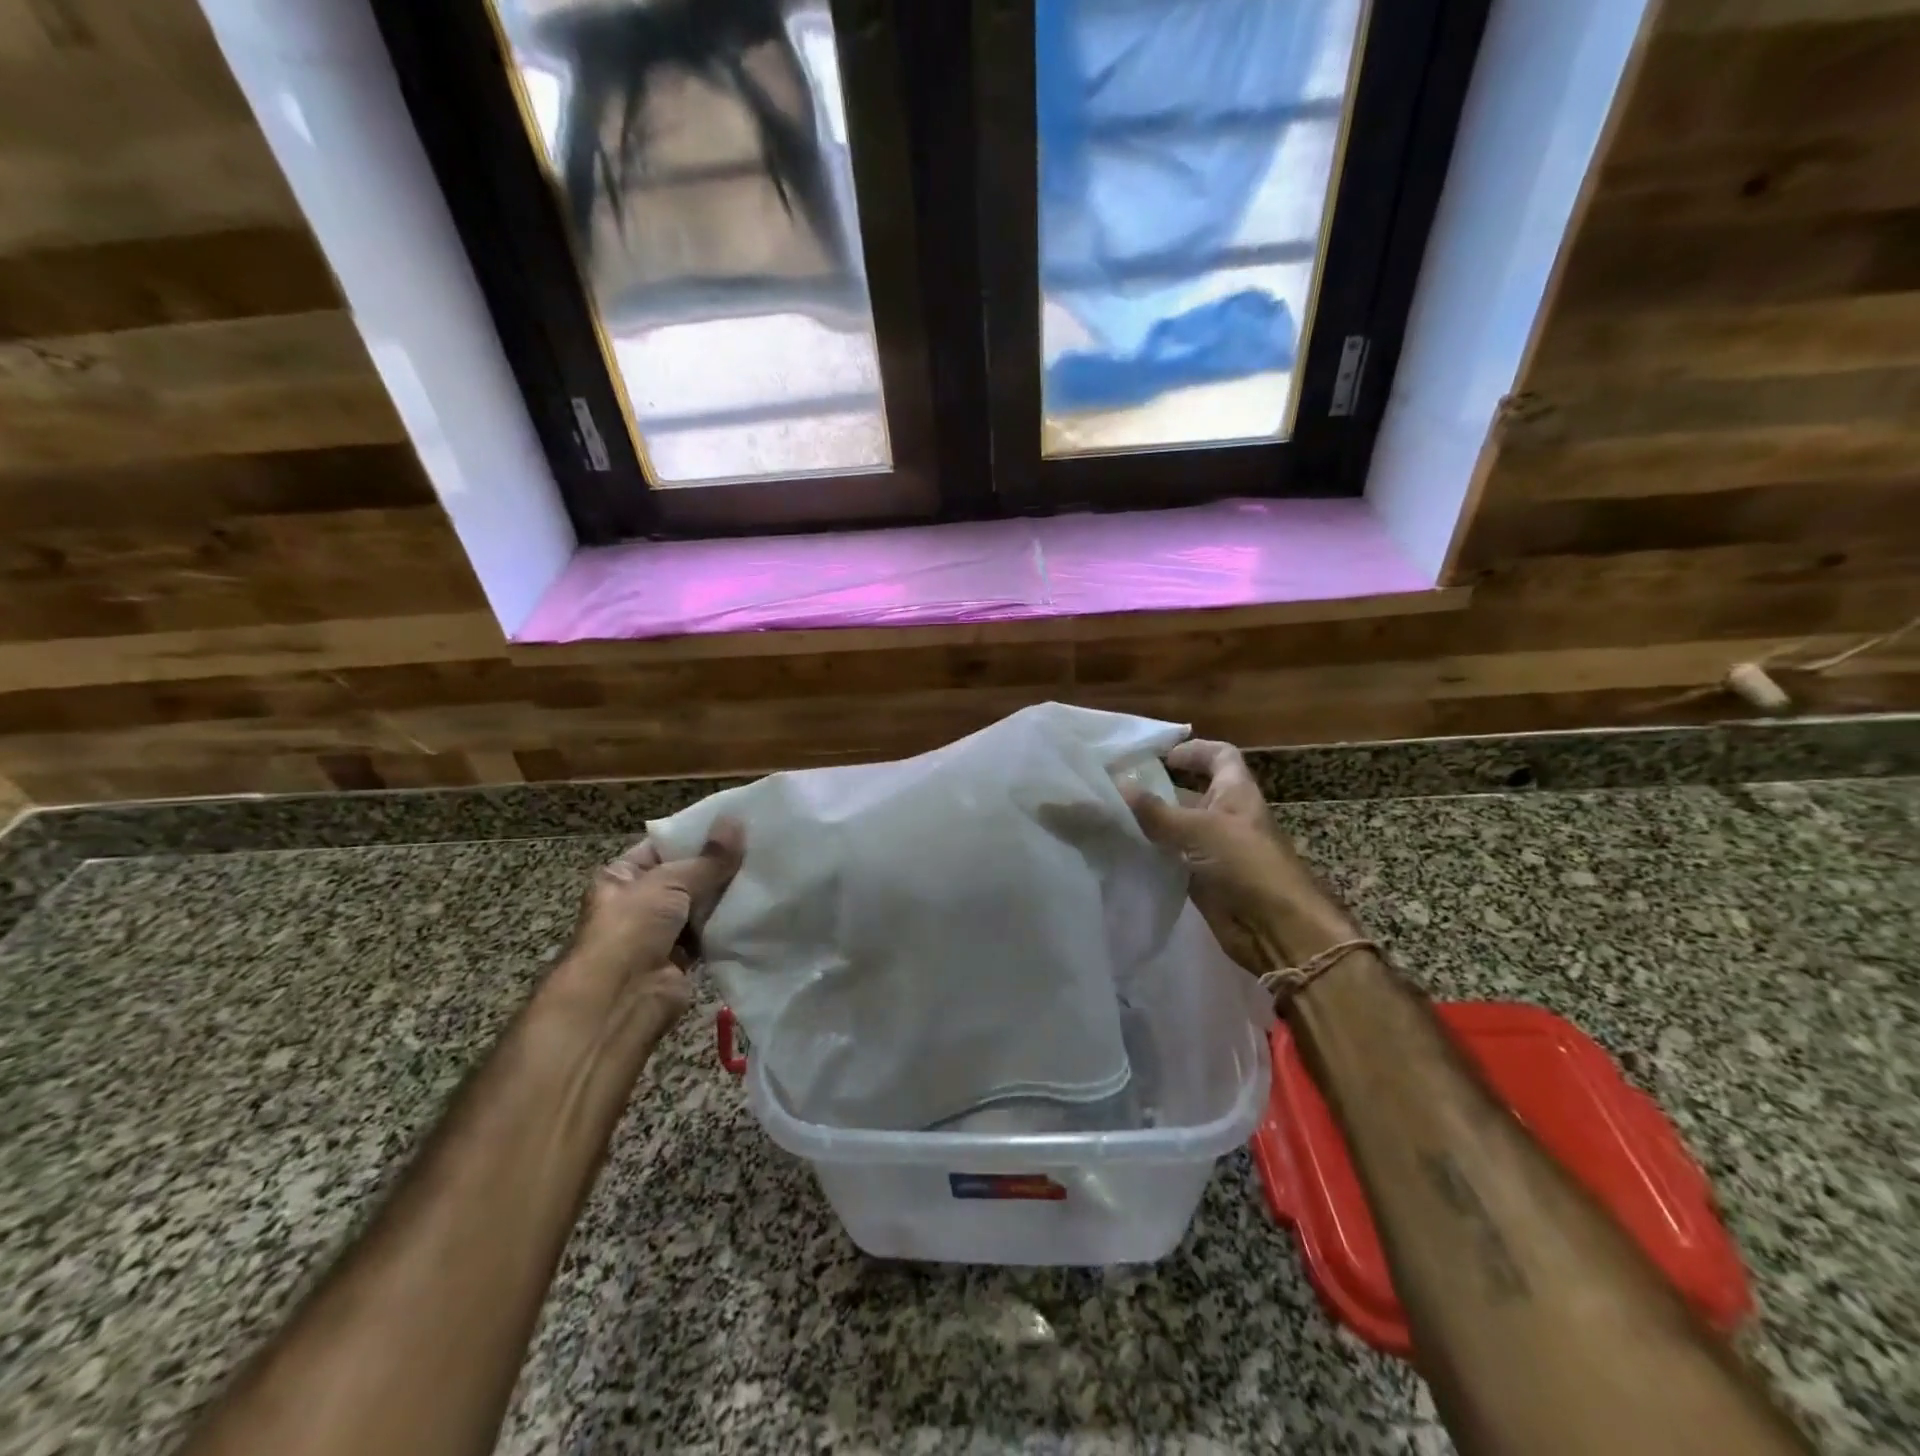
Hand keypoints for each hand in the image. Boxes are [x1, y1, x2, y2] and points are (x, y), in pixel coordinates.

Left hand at [556, 820, 744, 1022]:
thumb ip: (708, 858)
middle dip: (718, 864)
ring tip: (766, 870)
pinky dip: (729, 923)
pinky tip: (758, 905)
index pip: (663, 846)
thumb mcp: (670, 882)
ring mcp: (661, 932)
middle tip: (760, 845)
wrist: (621, 999)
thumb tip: (736, 821)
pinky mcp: (683, 958)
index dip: (696, 835)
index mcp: (622, 876)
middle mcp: (639, 902)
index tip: (735, 824)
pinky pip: (710, 933)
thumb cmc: (632, 928)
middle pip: (686, 875)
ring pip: (701, 905)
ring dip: (727, 894)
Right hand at [1127, 740, 1352, 971]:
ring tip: (1109, 815)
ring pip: (1177, 827)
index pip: (1220, 756)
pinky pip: (1172, 857)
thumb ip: (1156, 811)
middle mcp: (1225, 816)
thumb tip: (1117, 784)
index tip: (1160, 756)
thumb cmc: (1246, 864)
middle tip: (1118, 786)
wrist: (1275, 928)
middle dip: (1159, 788)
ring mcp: (1214, 849)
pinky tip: (1121, 849)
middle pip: (1192, 793)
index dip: (1194, 751)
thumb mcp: (1199, 830)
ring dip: (1150, 822)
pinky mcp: (1203, 878)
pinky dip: (1151, 853)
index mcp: (1236, 793)